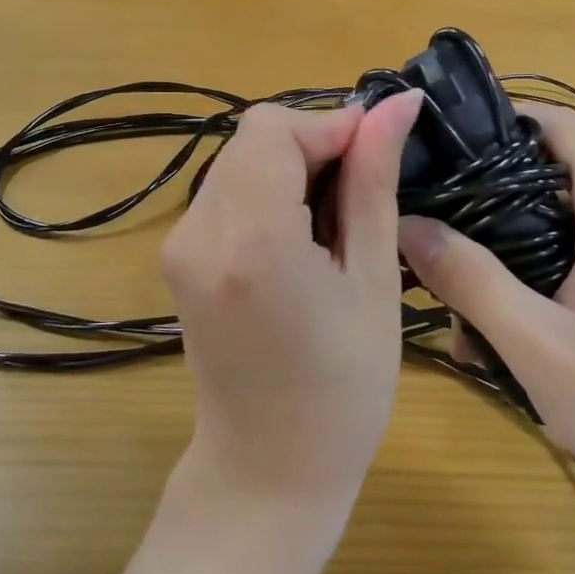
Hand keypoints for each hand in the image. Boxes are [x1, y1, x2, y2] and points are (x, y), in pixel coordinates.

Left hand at [160, 91, 422, 545]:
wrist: (268, 470)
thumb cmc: (344, 388)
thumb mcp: (373, 279)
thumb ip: (374, 181)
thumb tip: (397, 103)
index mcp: (251, 239)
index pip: (274, 128)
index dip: (330, 128)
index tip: (376, 156)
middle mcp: (198, 231)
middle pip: (253, 139)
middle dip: (312, 147)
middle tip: (362, 193)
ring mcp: (178, 245)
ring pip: (239, 161)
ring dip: (291, 170)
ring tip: (336, 222)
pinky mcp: (177, 258)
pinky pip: (226, 193)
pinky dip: (267, 193)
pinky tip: (301, 236)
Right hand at [396, 104, 574, 515]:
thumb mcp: (537, 344)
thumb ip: (471, 280)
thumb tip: (407, 224)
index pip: (558, 125)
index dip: (502, 118)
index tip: (444, 140)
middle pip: (545, 180)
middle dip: (485, 205)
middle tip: (431, 236)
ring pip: (554, 232)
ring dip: (503, 260)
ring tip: (458, 310)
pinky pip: (574, 268)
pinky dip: (533, 287)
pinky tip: (501, 342)